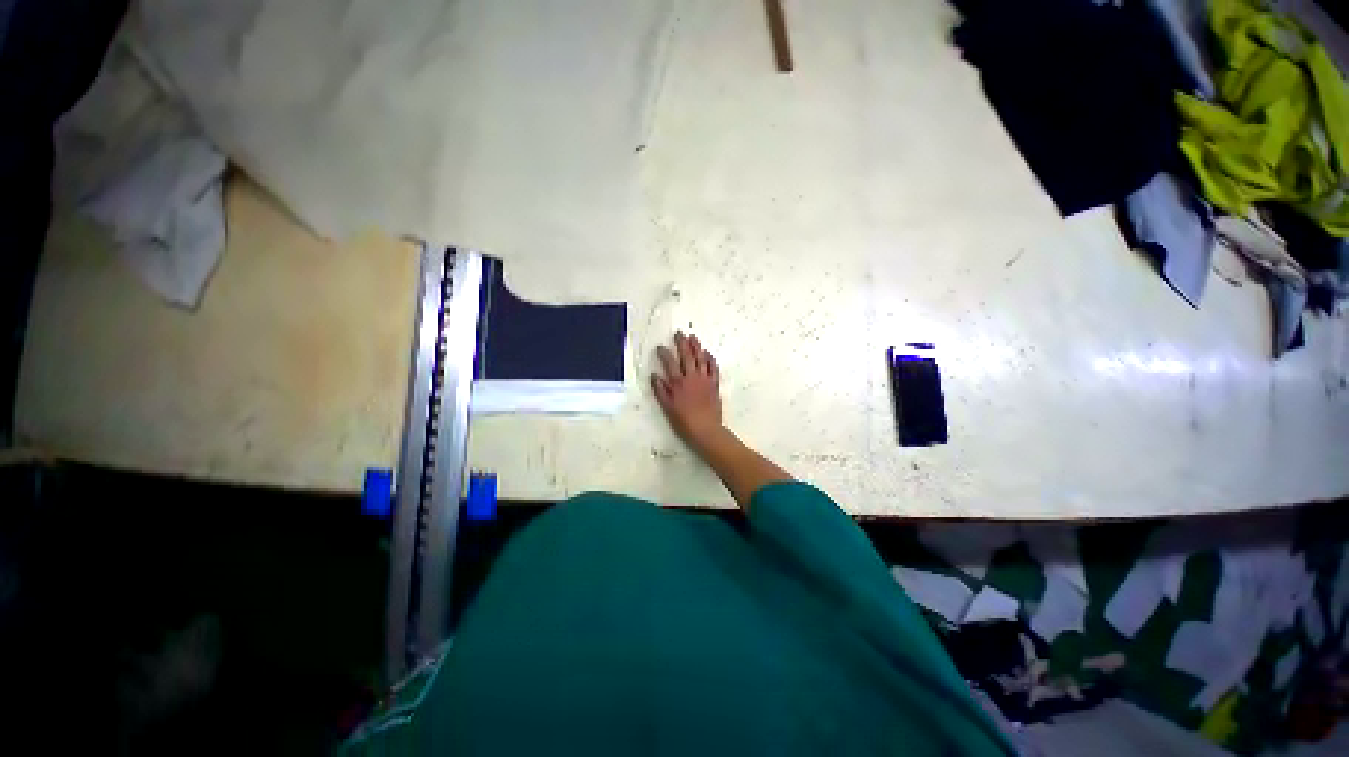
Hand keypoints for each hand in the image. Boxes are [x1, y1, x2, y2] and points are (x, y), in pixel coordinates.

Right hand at [651, 331, 722, 448]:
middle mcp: (691, 377)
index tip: (660, 347)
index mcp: (678, 382)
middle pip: (686, 356)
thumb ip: (660, 390)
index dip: (664, 353)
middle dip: (682, 343)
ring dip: (697, 347)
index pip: (669, 363)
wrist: (706, 429)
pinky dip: (710, 359)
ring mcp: (704, 379)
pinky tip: (708, 353)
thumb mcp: (667, 407)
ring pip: (701, 358)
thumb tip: (654, 375)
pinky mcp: (714, 384)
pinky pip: (713, 368)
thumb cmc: (684, 421)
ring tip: (693, 337)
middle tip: (679, 334)